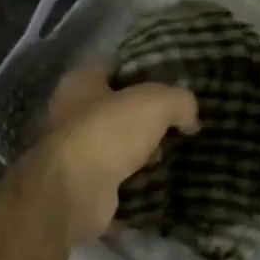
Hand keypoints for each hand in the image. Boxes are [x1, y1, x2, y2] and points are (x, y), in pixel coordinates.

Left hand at [37, 64, 199, 246]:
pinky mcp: (81, 187)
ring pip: (114, 148)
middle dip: (144, 120)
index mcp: (79, 83)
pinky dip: (134, 185)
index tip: (171, 85)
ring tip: (170, 157)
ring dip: (139, 154)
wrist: (75, 193)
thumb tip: (190, 119)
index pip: (112, 67)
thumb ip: (180, 102)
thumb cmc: (108, 133)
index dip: (141, 72)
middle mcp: (69, 115)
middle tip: (176, 126)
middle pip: (114, 110)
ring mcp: (73, 154)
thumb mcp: (156, 103)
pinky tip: (158, 186)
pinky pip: (115, 182)